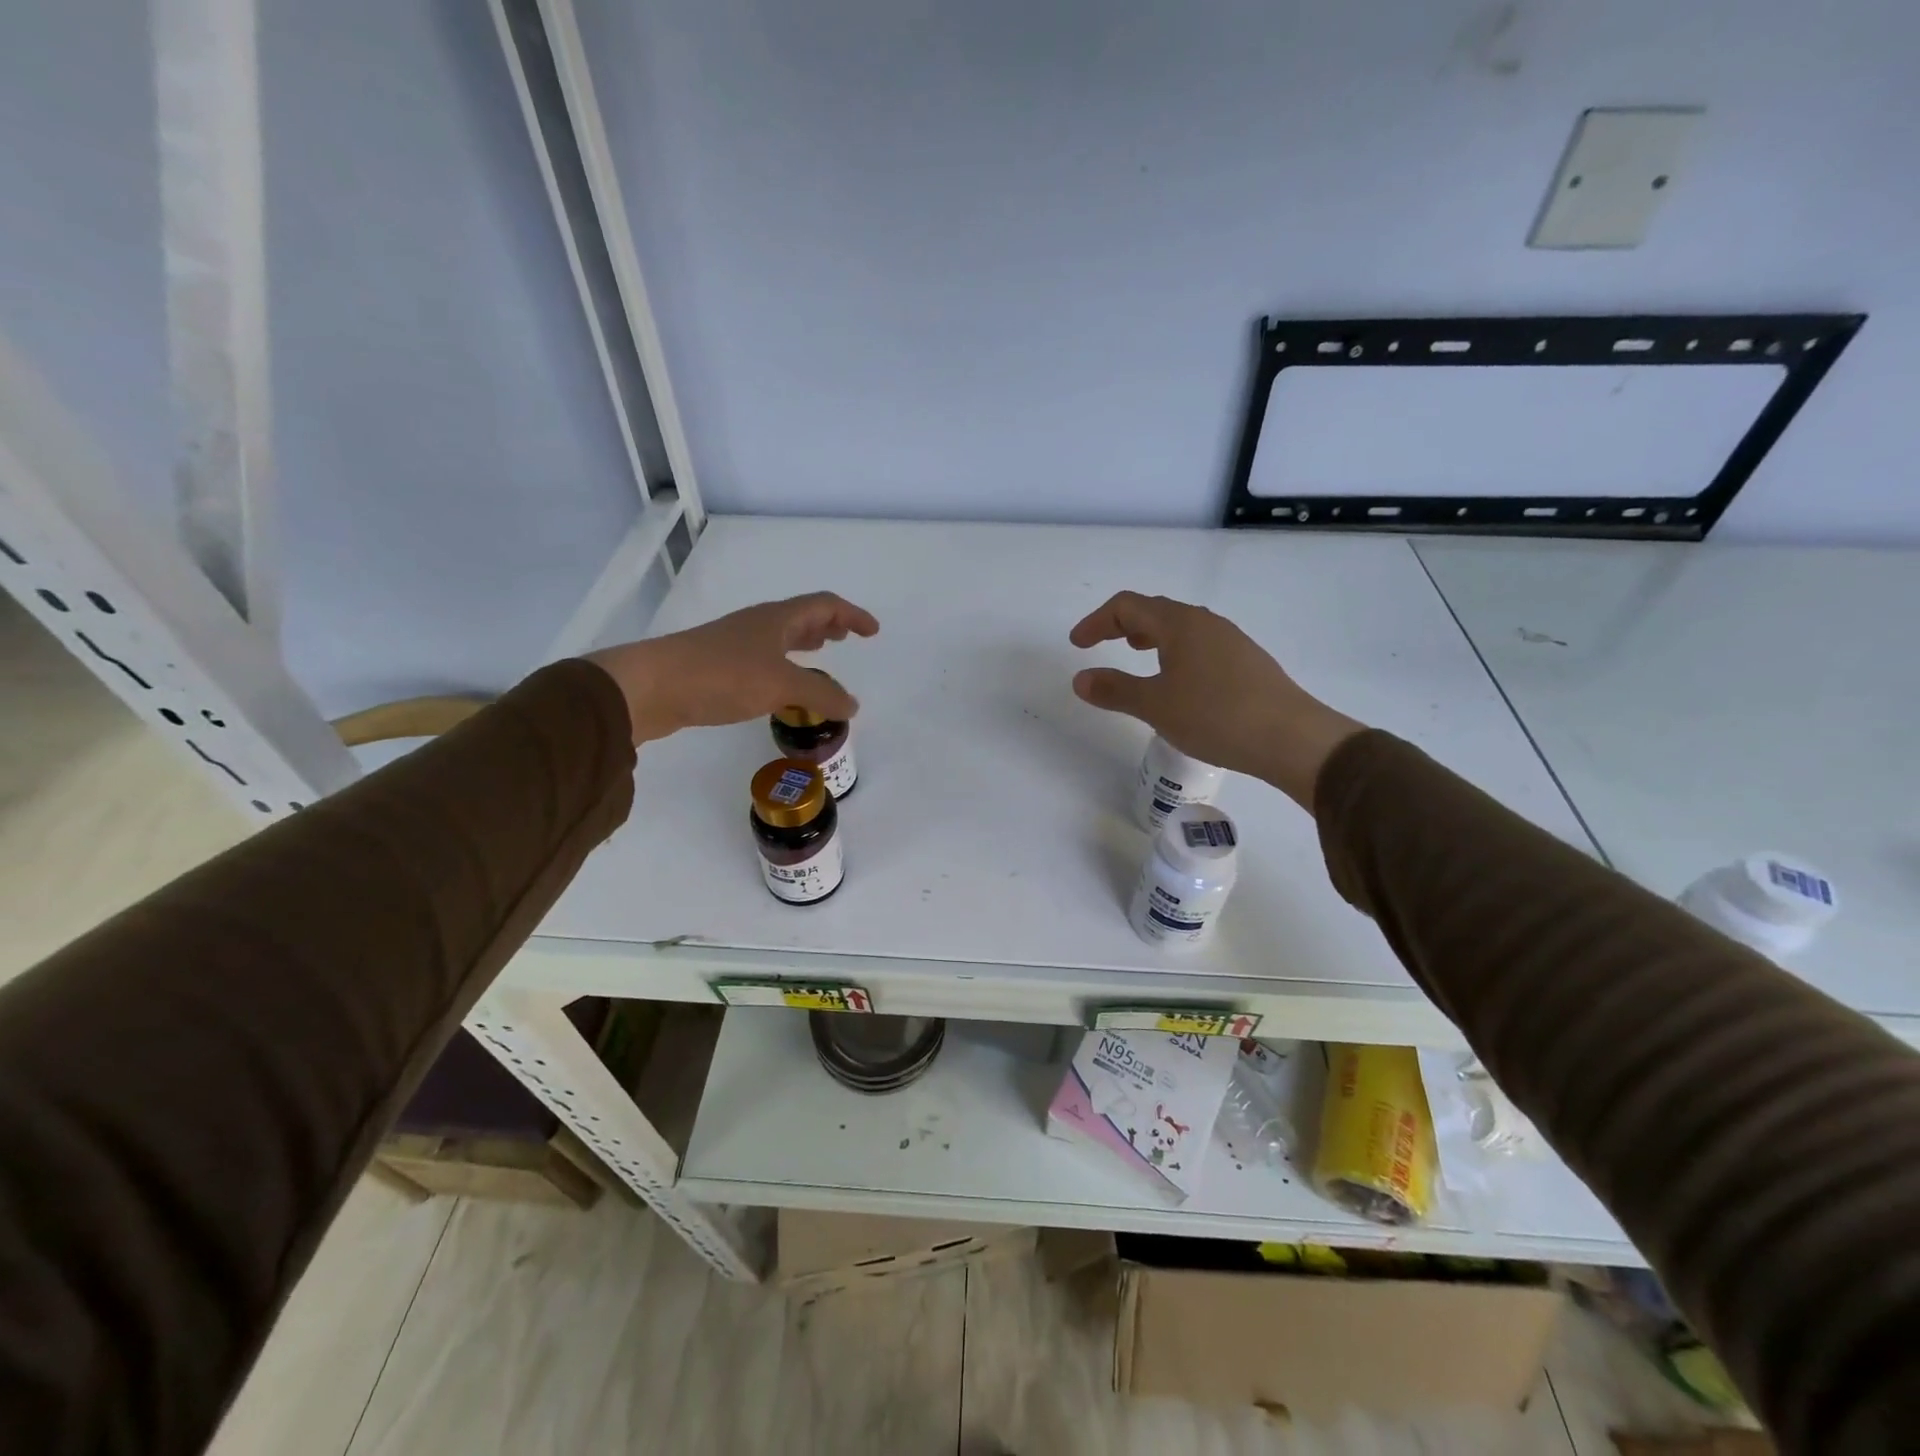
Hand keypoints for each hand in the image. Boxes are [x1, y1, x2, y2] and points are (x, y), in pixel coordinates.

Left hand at [587, 593, 879, 743]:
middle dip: (829, 625)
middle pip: (801, 616)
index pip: (824, 605)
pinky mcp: (719, 667)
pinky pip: (764, 658)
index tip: (873, 631)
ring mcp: (736, 644)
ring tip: (821, 654)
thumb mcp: (781, 685)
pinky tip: (782, 685)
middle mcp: (758, 625)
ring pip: (781, 637)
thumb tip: (853, 704)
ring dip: (806, 643)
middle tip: (847, 638)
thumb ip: (821, 694)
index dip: (852, 615)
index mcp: (777, 619)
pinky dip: (785, 665)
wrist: (652, 686)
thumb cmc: (722, 675)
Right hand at [1068, 591, 1363, 808]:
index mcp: (1179, 624)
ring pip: (1180, 627)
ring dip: (1151, 636)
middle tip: (1102, 644)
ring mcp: (1230, 640)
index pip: (1127, 606)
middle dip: (1122, 624)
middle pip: (1155, 610)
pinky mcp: (1246, 661)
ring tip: (1138, 655)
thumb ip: (1115, 689)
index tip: (1077, 644)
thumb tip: (1081, 678)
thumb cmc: (1215, 716)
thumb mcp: (1155, 706)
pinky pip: (1200, 644)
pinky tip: (1178, 681)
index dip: (1096, 621)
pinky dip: (1175, 652)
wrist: (1290, 737)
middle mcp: (1206, 622)